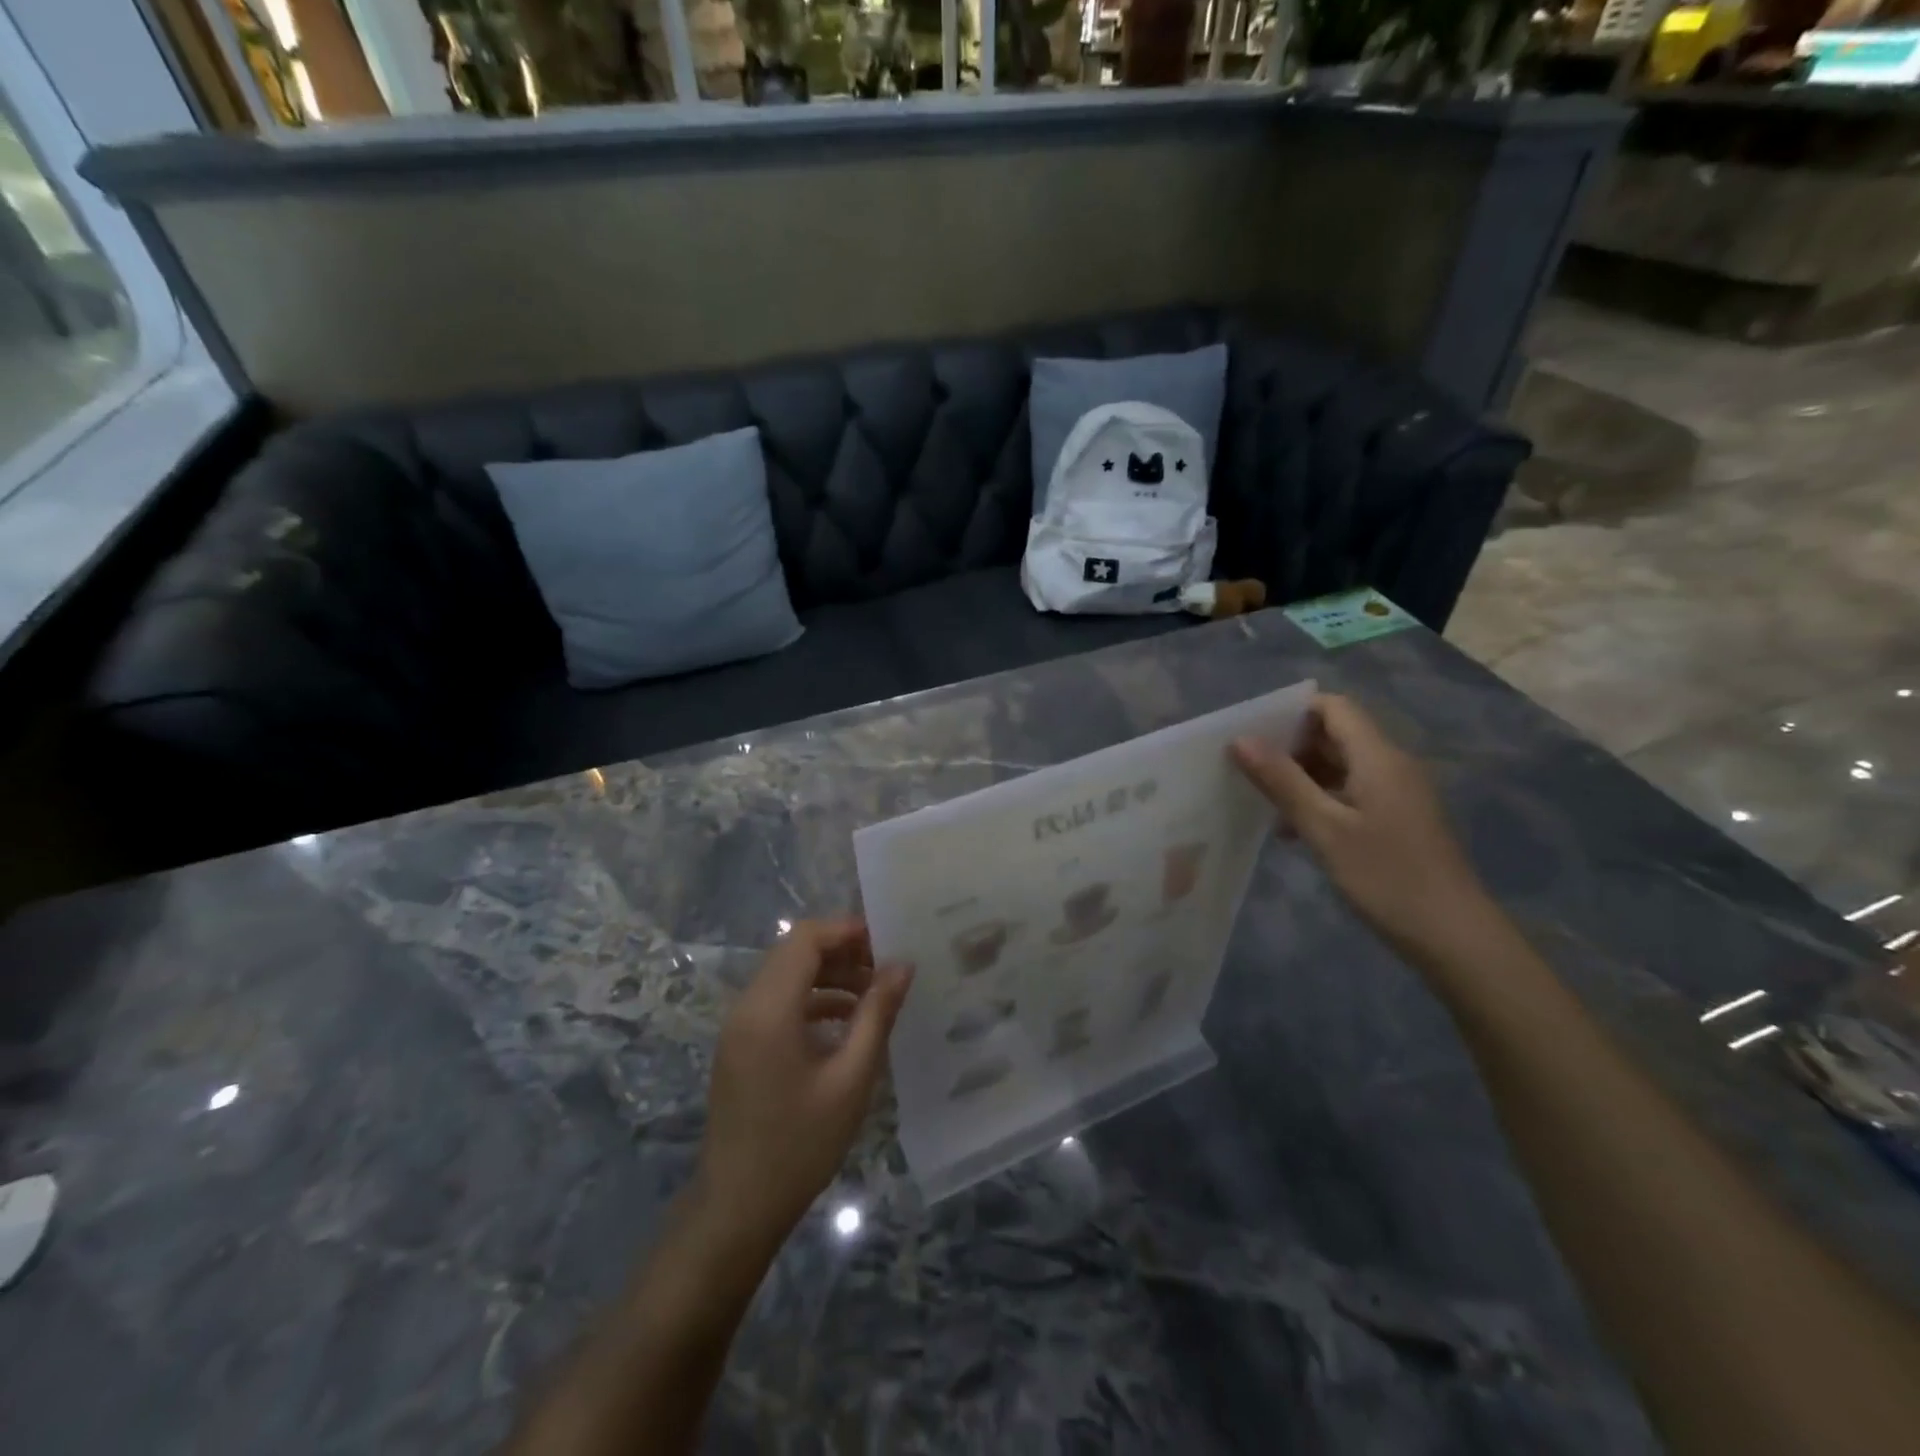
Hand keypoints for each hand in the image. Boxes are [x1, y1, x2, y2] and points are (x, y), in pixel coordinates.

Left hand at [696, 918, 912, 1242]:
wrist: (737, 1208)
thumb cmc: (799, 1144)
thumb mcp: (850, 1079)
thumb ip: (877, 1014)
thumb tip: (902, 966)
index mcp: (769, 1008)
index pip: (805, 938)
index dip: (847, 930)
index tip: (888, 942)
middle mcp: (747, 1006)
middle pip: (795, 952)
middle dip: (843, 951)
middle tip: (887, 968)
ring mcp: (740, 1026)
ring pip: (787, 975)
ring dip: (830, 975)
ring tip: (875, 994)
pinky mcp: (741, 1045)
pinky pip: (779, 1002)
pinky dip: (813, 1000)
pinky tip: (847, 1022)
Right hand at [1231, 694, 1492, 958]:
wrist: (1454, 937)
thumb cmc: (1385, 876)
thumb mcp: (1323, 828)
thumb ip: (1282, 781)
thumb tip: (1241, 739)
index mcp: (1378, 757)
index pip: (1334, 707)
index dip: (1292, 712)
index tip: (1253, 735)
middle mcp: (1392, 765)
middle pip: (1337, 734)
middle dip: (1291, 746)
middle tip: (1249, 771)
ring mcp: (1399, 793)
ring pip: (1342, 765)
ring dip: (1303, 777)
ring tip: (1266, 804)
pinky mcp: (1399, 819)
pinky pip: (1353, 791)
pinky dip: (1322, 799)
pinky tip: (1297, 831)